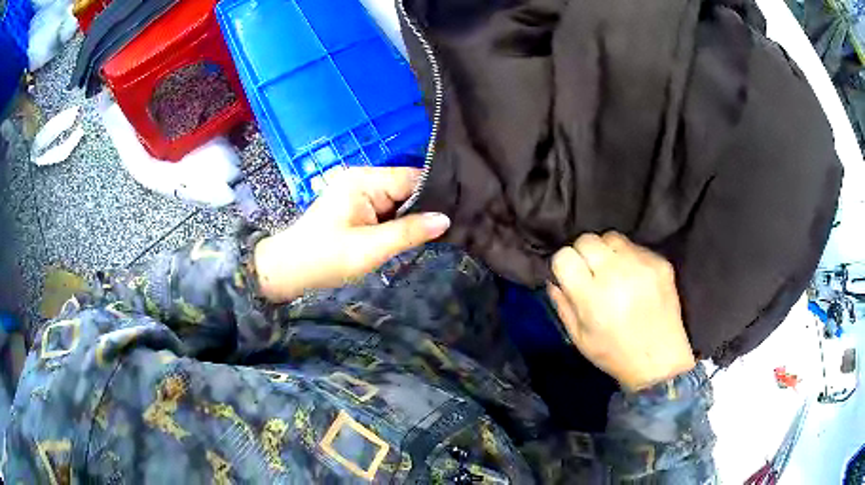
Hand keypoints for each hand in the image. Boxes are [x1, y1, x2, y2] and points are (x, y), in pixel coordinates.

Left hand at [254, 167, 449, 301]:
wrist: (288, 270)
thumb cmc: (325, 258)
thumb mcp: (370, 248)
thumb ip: (409, 232)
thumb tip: (446, 219)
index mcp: (364, 180)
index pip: (412, 178)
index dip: (436, 194)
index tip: (459, 211)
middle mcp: (362, 178)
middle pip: (406, 187)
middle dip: (424, 207)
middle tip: (451, 227)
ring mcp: (357, 191)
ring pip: (397, 199)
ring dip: (411, 217)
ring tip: (435, 232)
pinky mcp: (354, 206)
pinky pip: (385, 208)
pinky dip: (396, 221)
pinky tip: (411, 234)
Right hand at [548, 232, 695, 391]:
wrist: (659, 360)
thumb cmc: (614, 354)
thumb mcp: (579, 338)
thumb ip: (562, 305)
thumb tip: (553, 279)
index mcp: (592, 296)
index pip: (565, 256)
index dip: (564, 265)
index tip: (569, 276)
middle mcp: (616, 274)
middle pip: (587, 239)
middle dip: (583, 253)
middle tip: (591, 273)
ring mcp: (641, 265)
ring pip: (611, 237)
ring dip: (606, 251)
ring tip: (613, 271)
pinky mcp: (659, 262)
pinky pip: (635, 246)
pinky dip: (629, 257)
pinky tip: (634, 278)